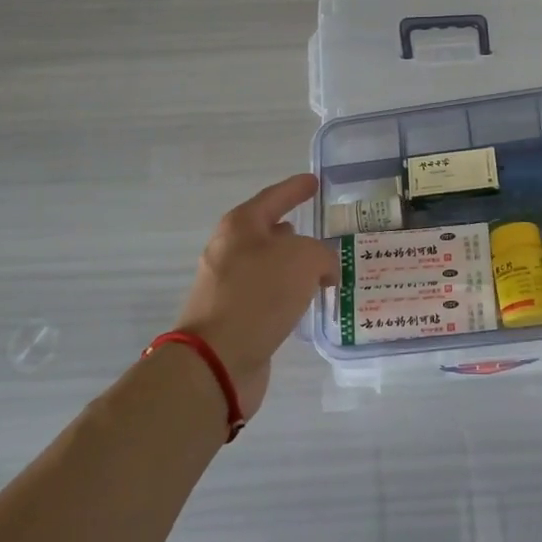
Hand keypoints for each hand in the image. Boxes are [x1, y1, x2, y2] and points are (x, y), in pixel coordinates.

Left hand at [172, 173, 337, 418]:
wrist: (217, 359)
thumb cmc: (258, 295)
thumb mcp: (303, 259)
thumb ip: (322, 254)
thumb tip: (323, 270)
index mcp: (240, 226)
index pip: (274, 197)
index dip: (296, 188)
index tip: (314, 182)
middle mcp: (230, 251)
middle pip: (268, 232)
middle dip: (295, 232)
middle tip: (324, 233)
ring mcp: (228, 286)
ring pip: (269, 267)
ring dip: (294, 268)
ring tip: (324, 271)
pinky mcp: (233, 317)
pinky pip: (267, 296)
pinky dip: (288, 295)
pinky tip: (306, 302)